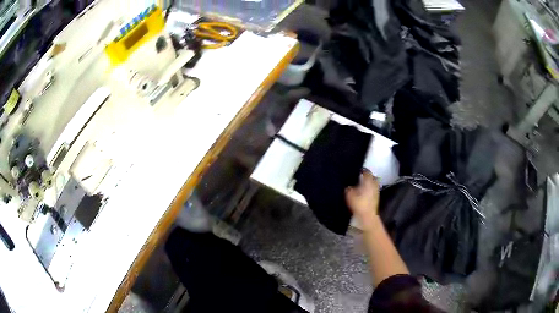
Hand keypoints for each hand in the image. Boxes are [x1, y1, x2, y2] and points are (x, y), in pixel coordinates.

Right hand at [345, 169, 379, 228]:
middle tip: (360, 177)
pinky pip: (373, 190)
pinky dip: (370, 189)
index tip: (358, 170)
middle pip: (372, 177)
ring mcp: (376, 192)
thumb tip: (348, 186)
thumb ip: (348, 189)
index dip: (362, 170)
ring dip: (369, 183)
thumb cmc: (359, 204)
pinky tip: (364, 193)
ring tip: (362, 184)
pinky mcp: (376, 198)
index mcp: (368, 182)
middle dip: (367, 176)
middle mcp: (374, 185)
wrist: (368, 216)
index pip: (367, 172)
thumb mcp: (349, 195)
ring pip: (374, 183)